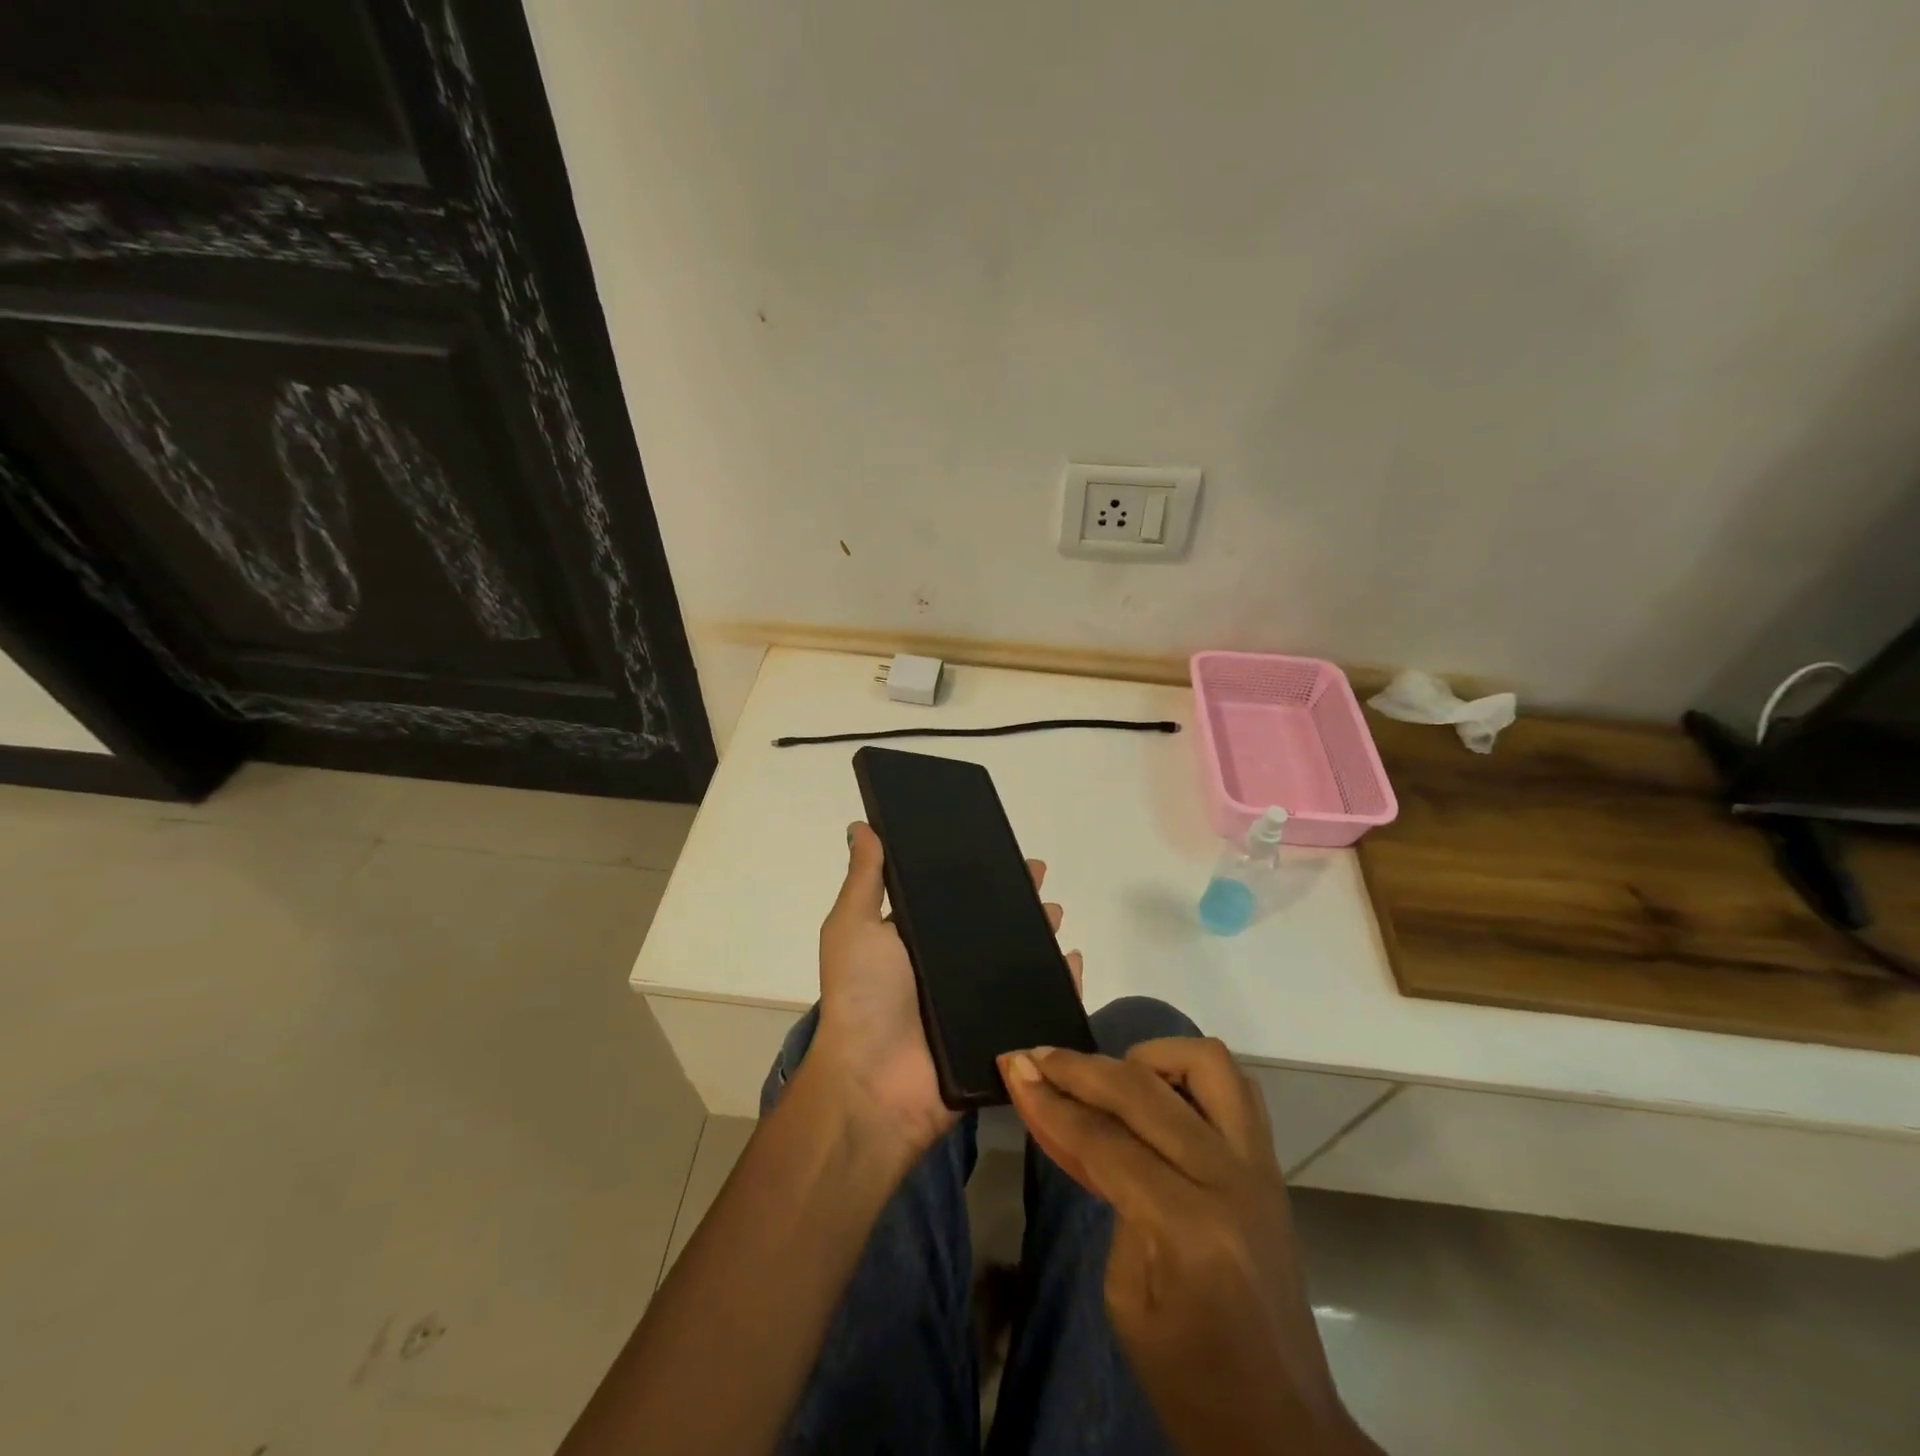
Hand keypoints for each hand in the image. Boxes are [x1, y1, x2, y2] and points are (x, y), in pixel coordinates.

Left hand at [808, 822, 1082, 1158]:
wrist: (875, 1084)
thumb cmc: (862, 996)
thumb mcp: (853, 927)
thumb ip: (865, 879)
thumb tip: (862, 826)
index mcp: (916, 940)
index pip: (953, 898)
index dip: (976, 875)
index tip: (1001, 850)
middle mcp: (947, 967)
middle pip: (992, 926)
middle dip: (1016, 900)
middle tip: (1040, 879)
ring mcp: (976, 1002)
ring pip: (1018, 960)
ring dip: (1040, 934)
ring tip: (1056, 913)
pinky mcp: (1000, 1034)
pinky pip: (1038, 1004)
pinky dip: (1060, 983)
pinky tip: (1072, 960)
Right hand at [997, 1040, 1382, 1455]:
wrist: (1285, 1428)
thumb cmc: (1190, 1382)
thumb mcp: (1124, 1297)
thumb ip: (1104, 1193)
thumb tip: (1070, 1116)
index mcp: (1189, 1229)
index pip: (1104, 1140)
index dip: (1050, 1100)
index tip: (1012, 1065)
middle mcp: (1230, 1180)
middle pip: (1144, 1091)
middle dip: (1081, 1067)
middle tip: (1038, 1056)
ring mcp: (1259, 1165)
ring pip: (1206, 1063)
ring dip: (1149, 1056)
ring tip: (1110, 1077)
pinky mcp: (1270, 1164)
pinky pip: (1234, 1085)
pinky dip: (1188, 1072)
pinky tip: (1155, 1092)